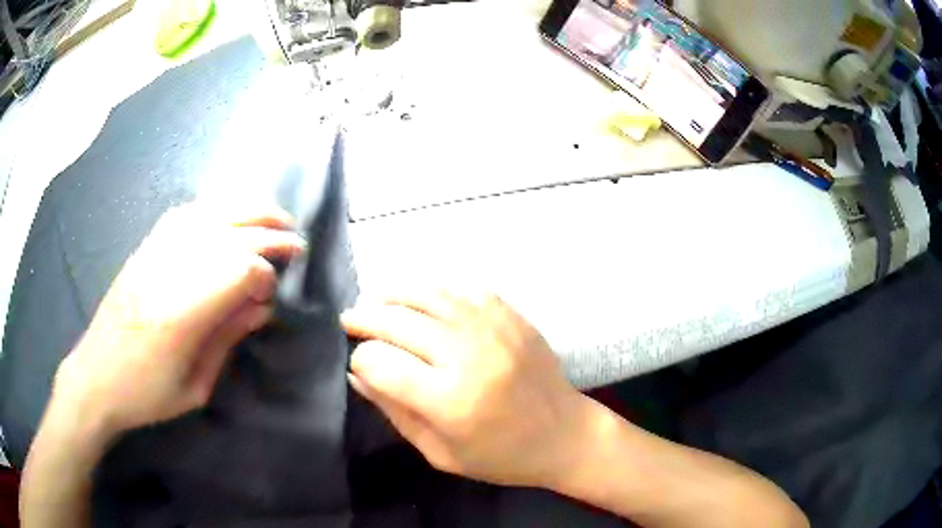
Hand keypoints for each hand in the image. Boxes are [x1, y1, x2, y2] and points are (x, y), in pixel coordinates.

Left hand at [53, 203, 305, 438]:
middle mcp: (169, 271)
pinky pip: (184, 214)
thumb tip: (261, 307)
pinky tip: (228, 214)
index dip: (265, 278)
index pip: (239, 271)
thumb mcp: (195, 387)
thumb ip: (227, 340)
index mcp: (182, 315)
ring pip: (210, 213)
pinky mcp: (145, 248)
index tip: (271, 297)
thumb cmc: (147, 395)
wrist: (96, 377)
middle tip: (295, 244)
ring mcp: (154, 253)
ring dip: (248, 211)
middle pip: (231, 234)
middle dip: (270, 236)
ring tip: (274, 217)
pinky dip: (214, 208)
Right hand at [342, 291, 588, 487]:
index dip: (360, 359)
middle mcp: (468, 355)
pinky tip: (421, 299)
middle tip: (349, 320)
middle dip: (365, 318)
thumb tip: (356, 373)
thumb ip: (394, 412)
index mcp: (449, 400)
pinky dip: (433, 289)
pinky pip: (462, 289)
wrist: (565, 435)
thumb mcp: (440, 452)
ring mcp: (494, 328)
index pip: (380, 362)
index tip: (358, 363)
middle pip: (398, 321)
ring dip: (393, 294)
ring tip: (375, 300)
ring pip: (427, 295)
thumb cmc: (501, 456)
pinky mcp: (511, 316)